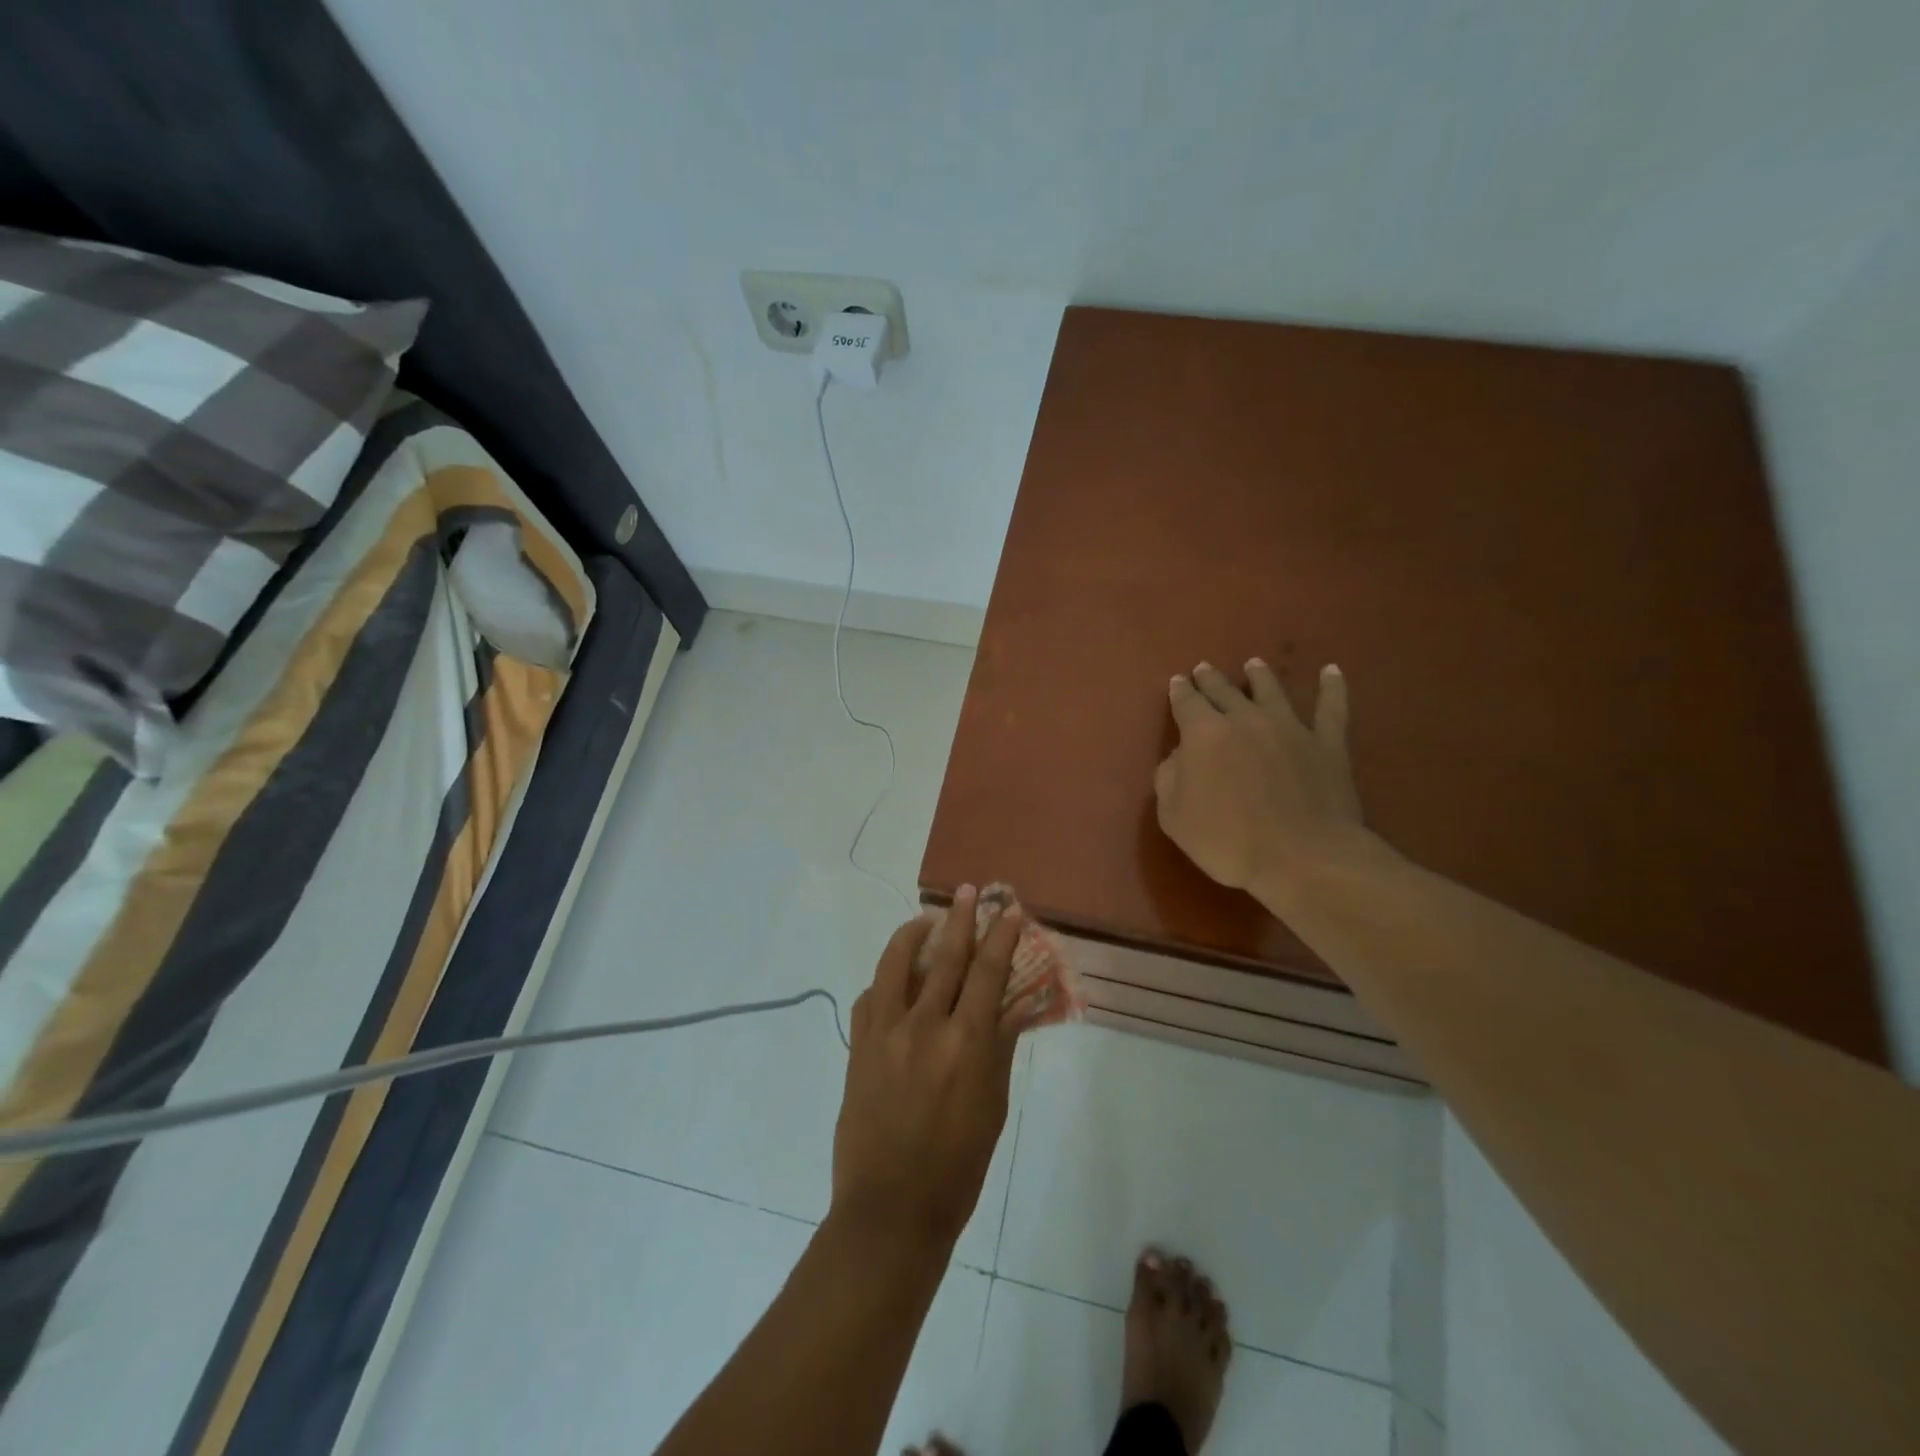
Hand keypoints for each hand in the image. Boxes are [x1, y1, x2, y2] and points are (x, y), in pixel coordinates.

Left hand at [832, 885, 1020, 1248]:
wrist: (889, 1211)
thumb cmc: (957, 1169)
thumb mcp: (992, 1109)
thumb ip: (998, 1049)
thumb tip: (1009, 1007)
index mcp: (966, 1044)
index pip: (988, 974)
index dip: (1001, 937)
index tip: (1009, 910)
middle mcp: (924, 1027)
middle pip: (945, 957)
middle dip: (962, 918)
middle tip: (971, 891)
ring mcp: (884, 1033)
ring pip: (897, 965)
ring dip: (913, 935)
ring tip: (925, 921)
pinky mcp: (858, 1047)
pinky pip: (870, 998)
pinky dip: (885, 981)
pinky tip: (894, 980)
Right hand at [1154, 660, 1375, 893]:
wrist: (1301, 858)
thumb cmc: (1227, 841)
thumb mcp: (1174, 816)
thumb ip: (1169, 778)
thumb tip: (1178, 756)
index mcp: (1203, 734)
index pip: (1186, 703)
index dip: (1180, 691)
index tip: (1177, 682)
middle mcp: (1245, 720)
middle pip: (1224, 691)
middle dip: (1211, 680)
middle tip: (1204, 669)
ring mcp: (1290, 728)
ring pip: (1271, 691)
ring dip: (1260, 676)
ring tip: (1254, 664)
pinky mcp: (1327, 744)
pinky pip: (1331, 708)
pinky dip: (1332, 687)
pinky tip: (1332, 671)